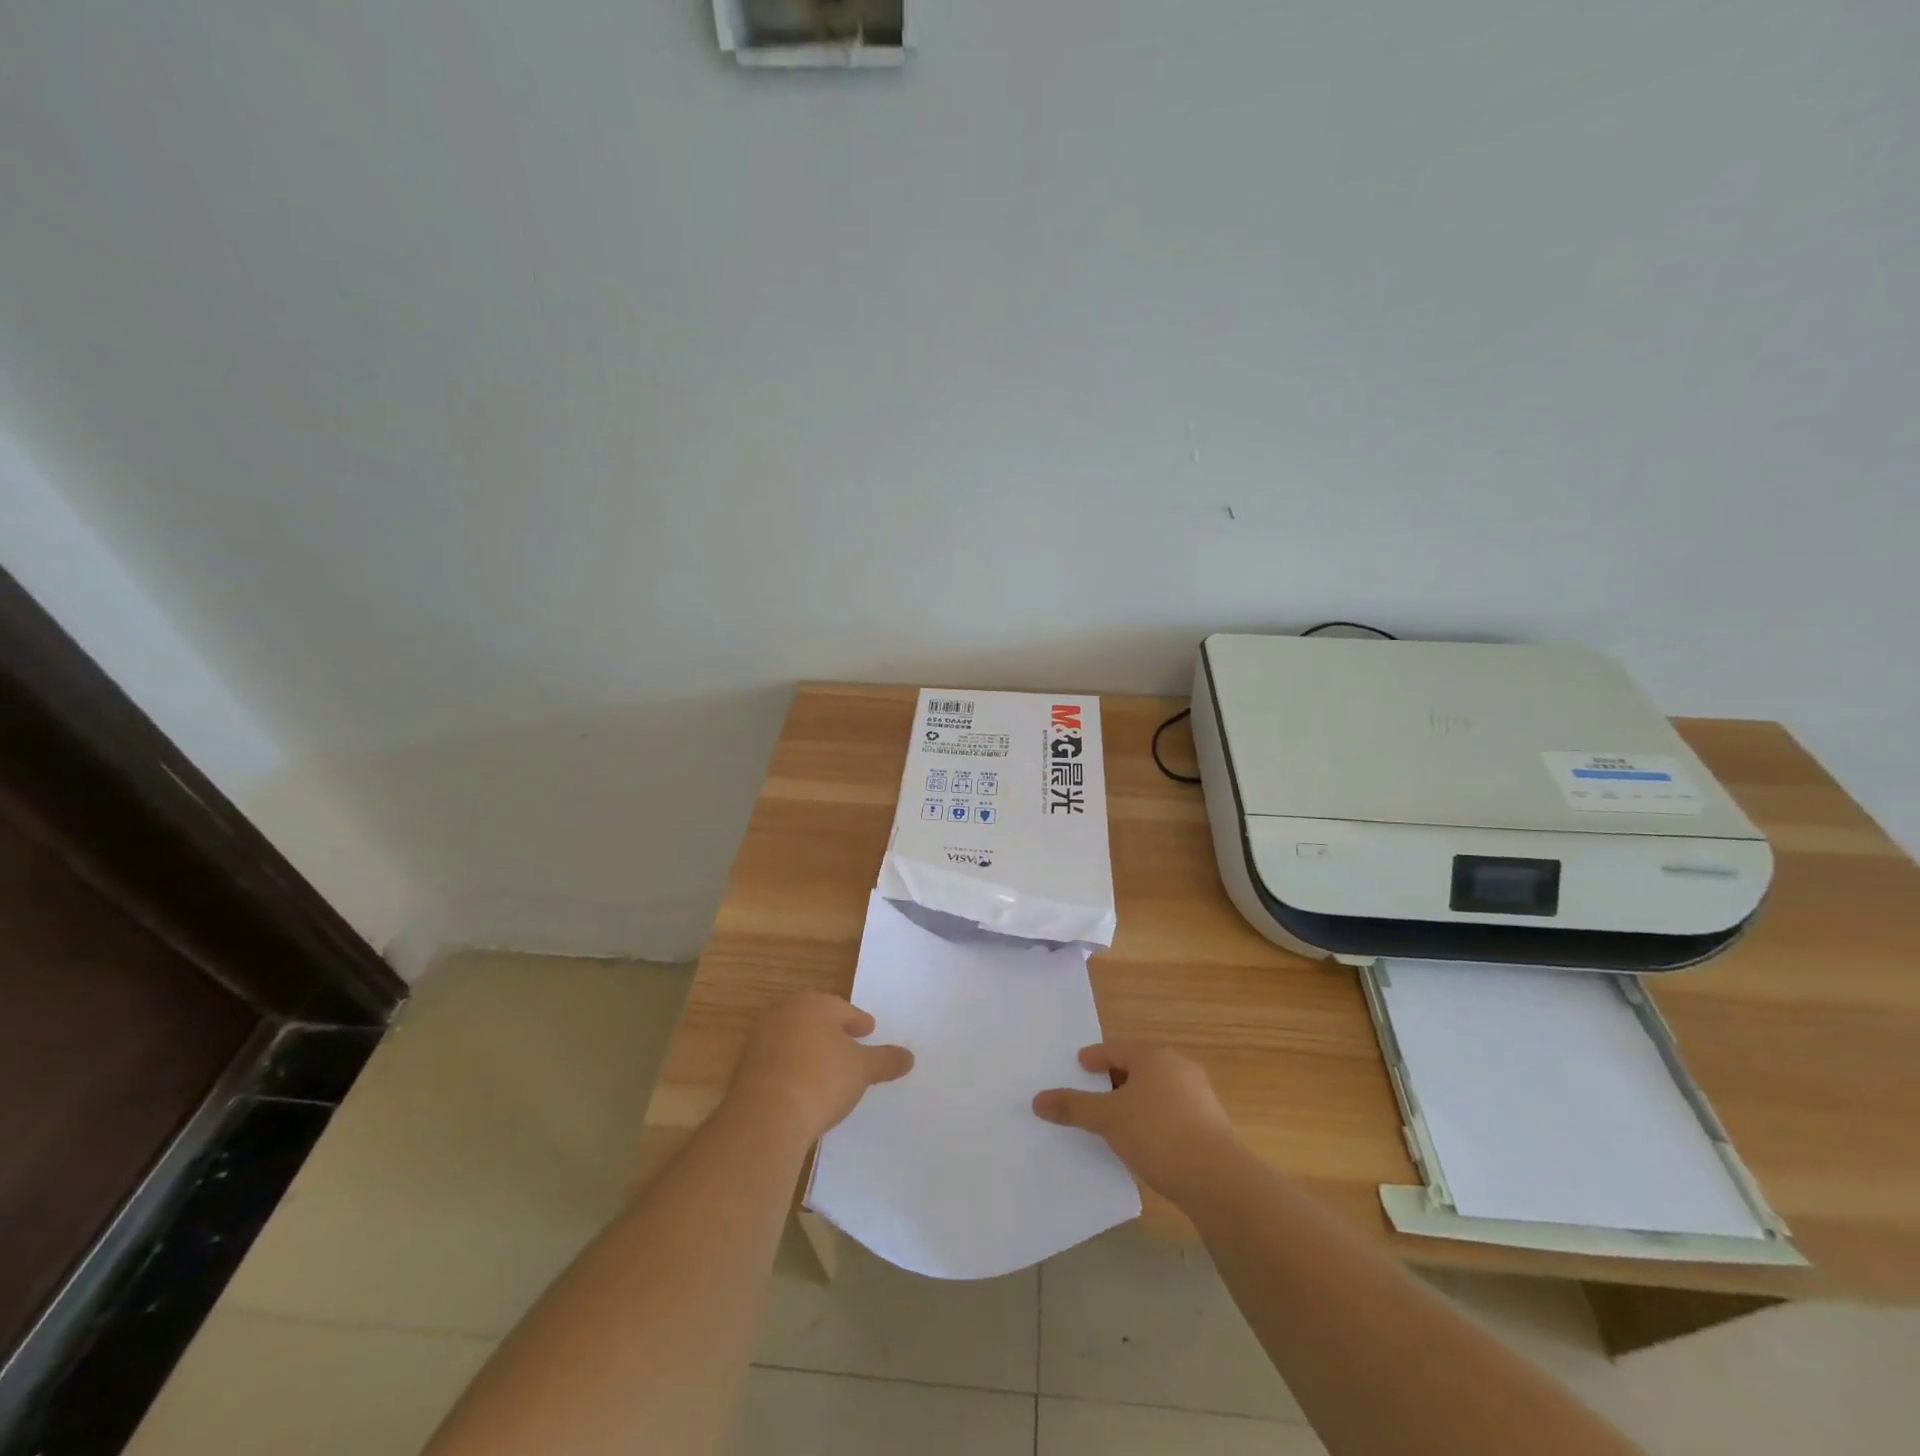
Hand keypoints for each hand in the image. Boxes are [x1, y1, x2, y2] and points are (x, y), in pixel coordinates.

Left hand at [726, 993, 912, 1144]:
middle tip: (849, 1047)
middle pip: (815, 1020)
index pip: (843, 1009)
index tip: (869, 1031)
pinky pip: (777, 1063)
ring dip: (810, 1051)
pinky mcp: (745, 1069)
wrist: (766, 1116)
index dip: (858, 1022)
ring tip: (827, 1070)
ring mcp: (760, 1040)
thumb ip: (886, 1060)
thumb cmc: (821, 1079)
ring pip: (794, 1040)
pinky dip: (792, 1070)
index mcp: (813, 1004)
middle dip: (832, 1032)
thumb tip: (909, 1057)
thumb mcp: (863, 1070)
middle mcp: (784, 1013)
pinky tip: (803, 1088)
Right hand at [1033, 1042, 1236, 1202]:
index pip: (1116, 1049)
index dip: (1095, 1057)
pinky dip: (1153, 1119)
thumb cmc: (1157, 1134)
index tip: (1079, 1065)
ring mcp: (1199, 1095)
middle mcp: (1179, 1067)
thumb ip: (1073, 1107)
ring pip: (1157, 1090)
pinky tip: (1143, 1140)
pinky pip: (1171, 1112)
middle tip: (1092, 1092)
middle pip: (1138, 1067)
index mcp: (1155, 1056)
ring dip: (1135, 1101)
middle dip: (1115, 1078)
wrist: (1217, 1180)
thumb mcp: (1108, 1119)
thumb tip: (1037, 1100)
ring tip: (1115, 1119)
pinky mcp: (1211, 1124)